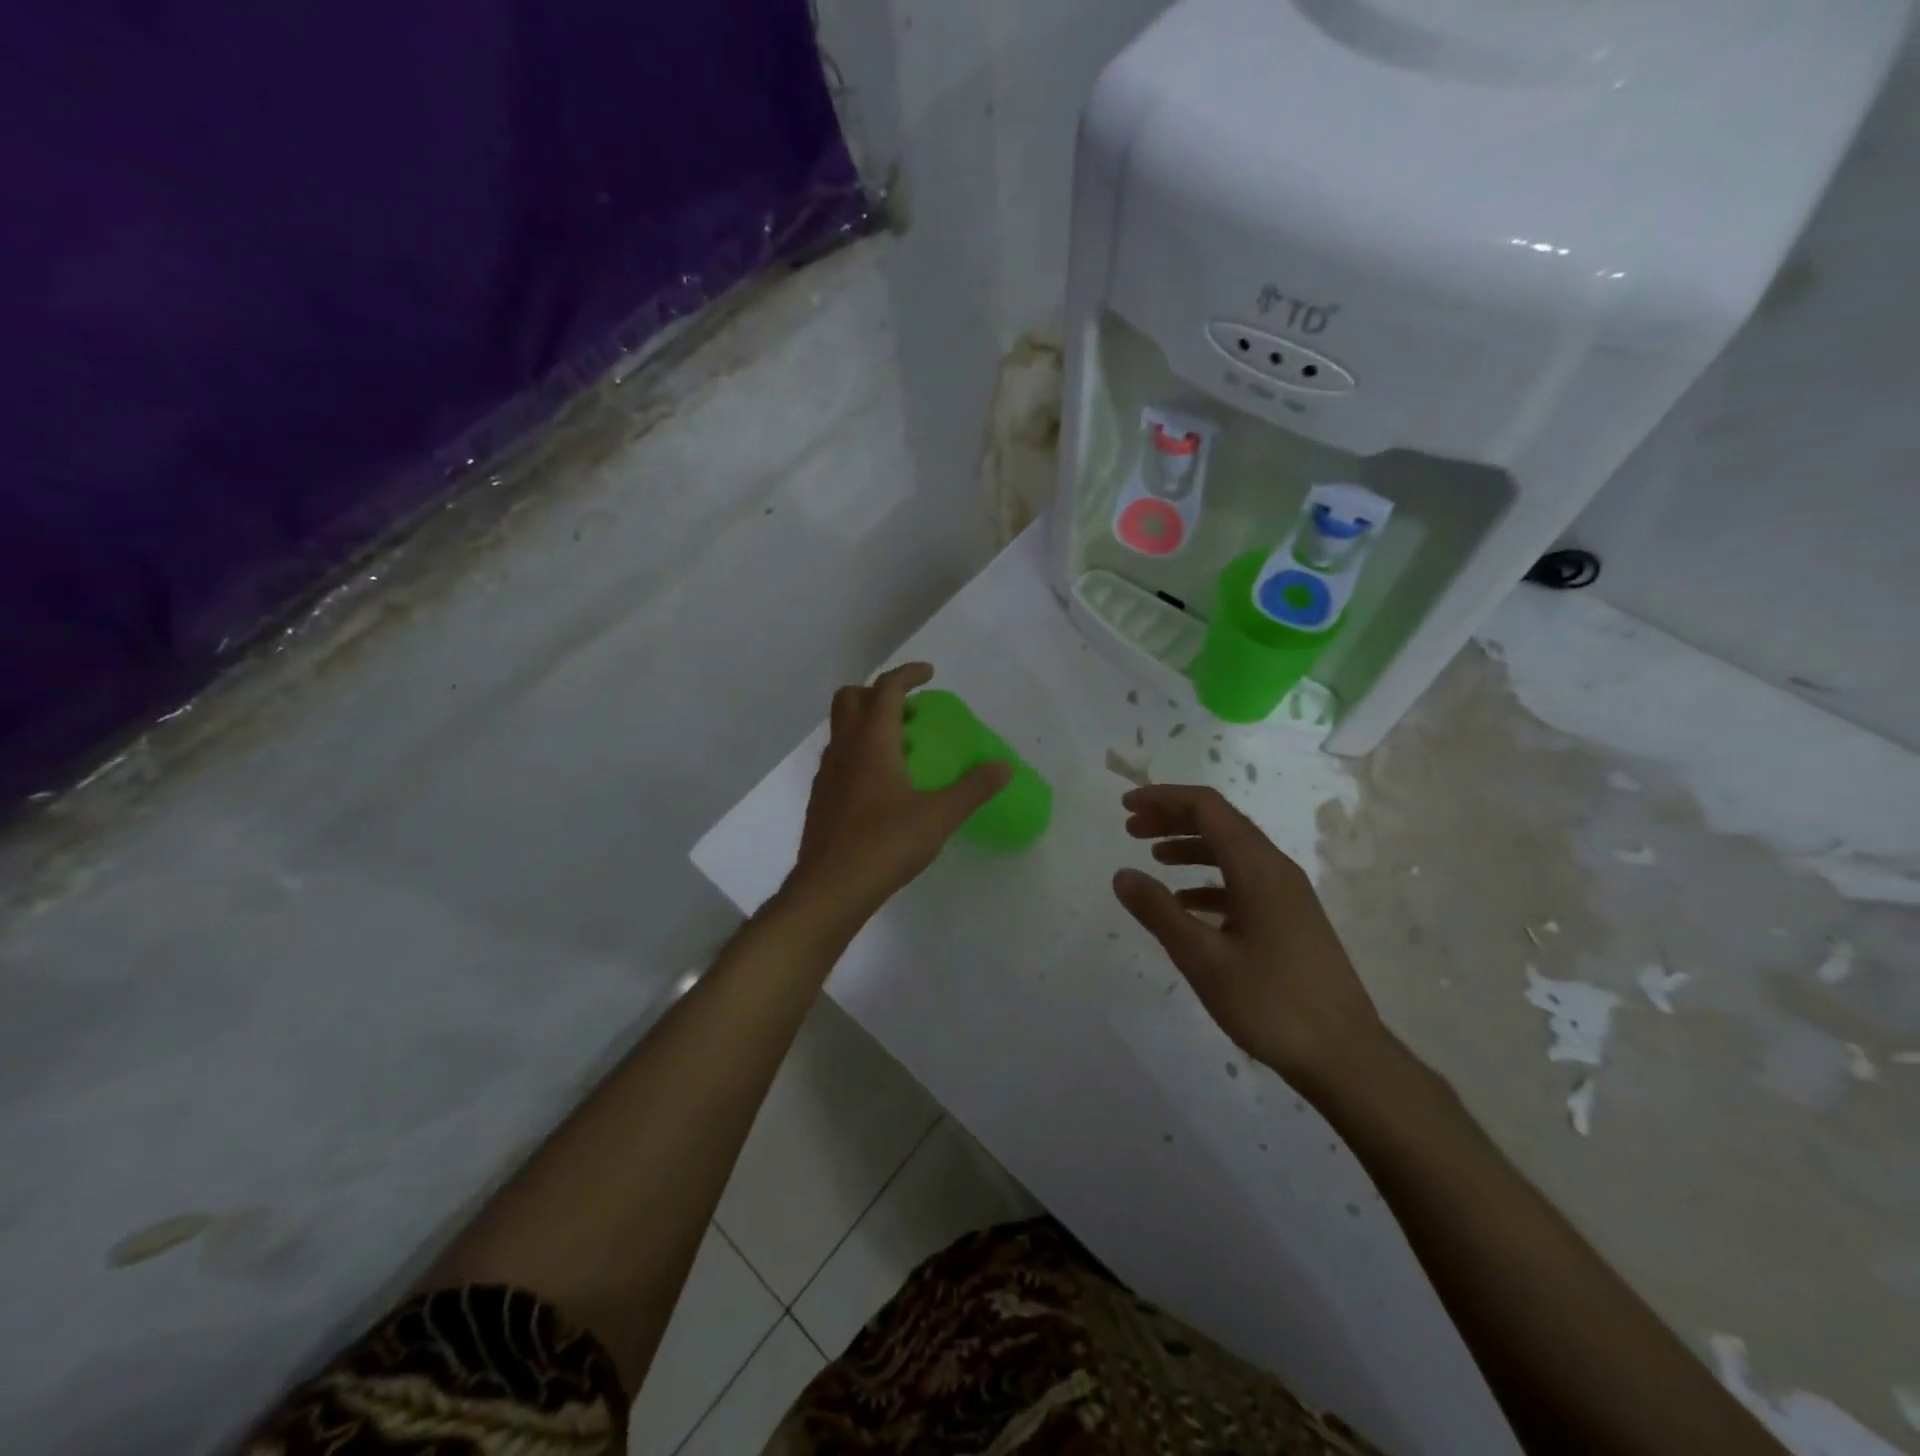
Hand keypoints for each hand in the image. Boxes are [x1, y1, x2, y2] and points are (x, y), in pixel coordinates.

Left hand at [785, 664, 1011, 926]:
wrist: (830, 888)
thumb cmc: (885, 844)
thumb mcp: (939, 816)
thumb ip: (973, 788)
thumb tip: (1004, 767)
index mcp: (872, 742)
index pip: (885, 689)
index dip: (908, 674)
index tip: (929, 674)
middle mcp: (844, 749)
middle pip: (850, 698)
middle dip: (878, 691)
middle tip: (909, 708)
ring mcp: (827, 774)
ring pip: (840, 729)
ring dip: (866, 722)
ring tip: (899, 746)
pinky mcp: (821, 798)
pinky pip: (838, 758)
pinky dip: (858, 752)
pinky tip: (879, 784)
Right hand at [1112, 784, 1388, 1094]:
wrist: (1345, 1056)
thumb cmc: (1271, 1003)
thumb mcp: (1203, 959)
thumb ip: (1159, 912)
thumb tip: (1122, 874)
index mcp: (1258, 868)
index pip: (1207, 807)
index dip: (1163, 798)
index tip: (1125, 806)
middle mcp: (1275, 869)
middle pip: (1220, 823)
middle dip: (1173, 818)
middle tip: (1131, 828)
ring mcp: (1287, 894)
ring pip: (1232, 851)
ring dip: (1190, 846)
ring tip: (1154, 857)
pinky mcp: (1290, 919)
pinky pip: (1243, 881)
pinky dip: (1209, 880)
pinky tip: (1187, 903)